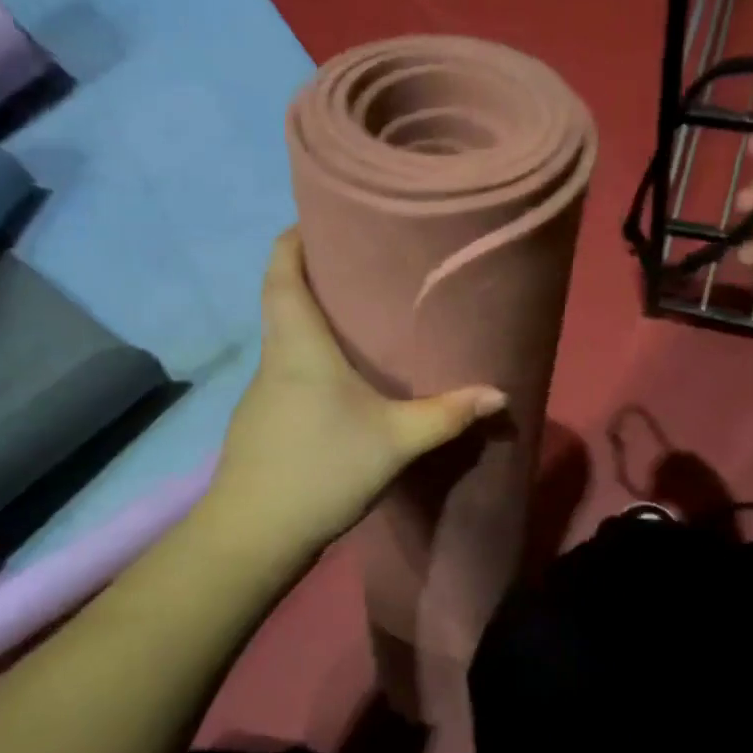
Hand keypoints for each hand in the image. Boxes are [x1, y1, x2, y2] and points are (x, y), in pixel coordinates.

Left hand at [209, 231, 505, 552]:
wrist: (253, 535)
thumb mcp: (395, 441)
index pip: (280, 270)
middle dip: (314, 275)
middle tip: (362, 266)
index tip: (321, 217)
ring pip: (285, 339)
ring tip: (361, 320)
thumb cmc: (321, 468)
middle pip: (282, 298)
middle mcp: (274, 358)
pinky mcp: (263, 422)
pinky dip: (311, 361)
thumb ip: (447, 415)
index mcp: (297, 344)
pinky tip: (342, 384)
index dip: (294, 238)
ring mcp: (262, 393)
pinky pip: (288, 373)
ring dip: (313, 321)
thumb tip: (500, 394)